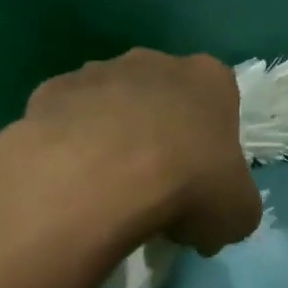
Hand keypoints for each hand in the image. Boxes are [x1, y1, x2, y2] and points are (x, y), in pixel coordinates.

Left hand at [0, 48, 262, 254]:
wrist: (101, 178)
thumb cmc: (188, 186)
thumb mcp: (237, 214)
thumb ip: (233, 207)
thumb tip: (206, 225)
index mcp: (209, 80)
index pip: (219, 107)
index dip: (211, 149)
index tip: (201, 186)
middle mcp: (153, 62)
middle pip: (162, 100)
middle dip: (160, 136)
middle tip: (155, 189)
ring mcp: (96, 72)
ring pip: (111, 106)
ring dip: (112, 138)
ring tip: (107, 190)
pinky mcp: (49, 92)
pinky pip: (67, 122)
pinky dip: (70, 146)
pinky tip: (71, 183)